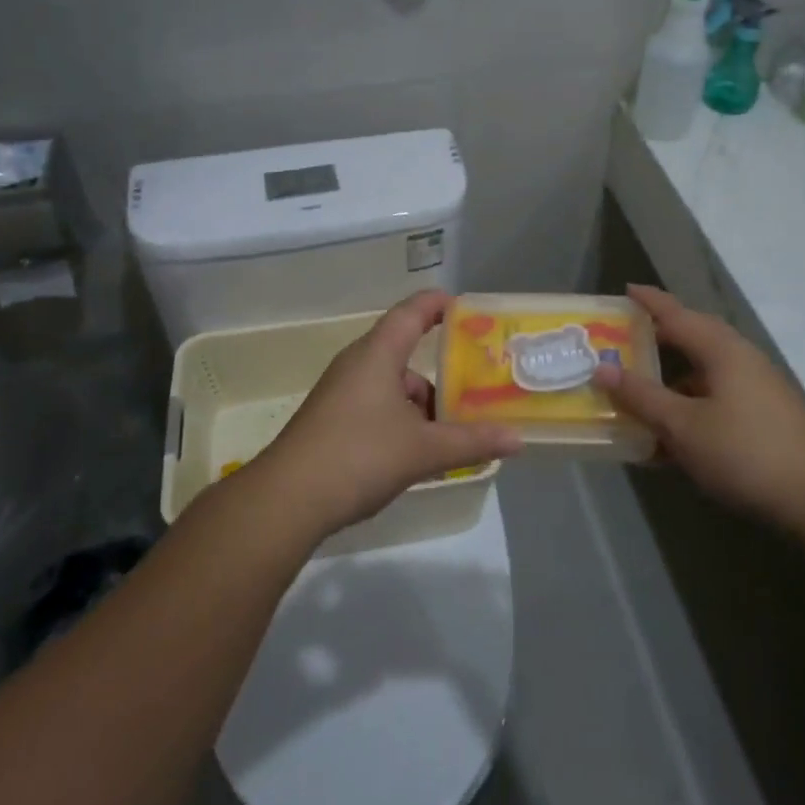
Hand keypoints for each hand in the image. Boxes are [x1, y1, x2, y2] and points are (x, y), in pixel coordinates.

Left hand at [259, 290, 520, 536]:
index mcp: (377, 354)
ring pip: (392, 384)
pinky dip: (402, 419)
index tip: (470, 310)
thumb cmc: (359, 456)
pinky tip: (419, 452)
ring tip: (454, 430)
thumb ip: (472, 442)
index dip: (440, 304)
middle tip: (478, 383)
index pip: (412, 311)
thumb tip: (518, 438)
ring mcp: (341, 393)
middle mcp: (357, 365)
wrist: (287, 500)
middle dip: (442, 367)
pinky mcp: (332, 420)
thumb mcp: (423, 450)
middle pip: (405, 351)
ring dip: (422, 402)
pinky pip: (377, 406)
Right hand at [591, 284, 804, 524]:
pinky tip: (670, 437)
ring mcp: (756, 388)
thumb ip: (641, 396)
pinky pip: (715, 397)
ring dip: (671, 379)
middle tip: (623, 340)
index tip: (625, 289)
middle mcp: (740, 359)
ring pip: (703, 372)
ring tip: (639, 393)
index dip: (649, 302)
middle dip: (658, 338)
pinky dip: (689, 405)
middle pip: (693, 338)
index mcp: (721, 350)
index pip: (676, 314)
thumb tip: (602, 368)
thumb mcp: (682, 426)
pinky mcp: (764, 415)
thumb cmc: (744, 452)